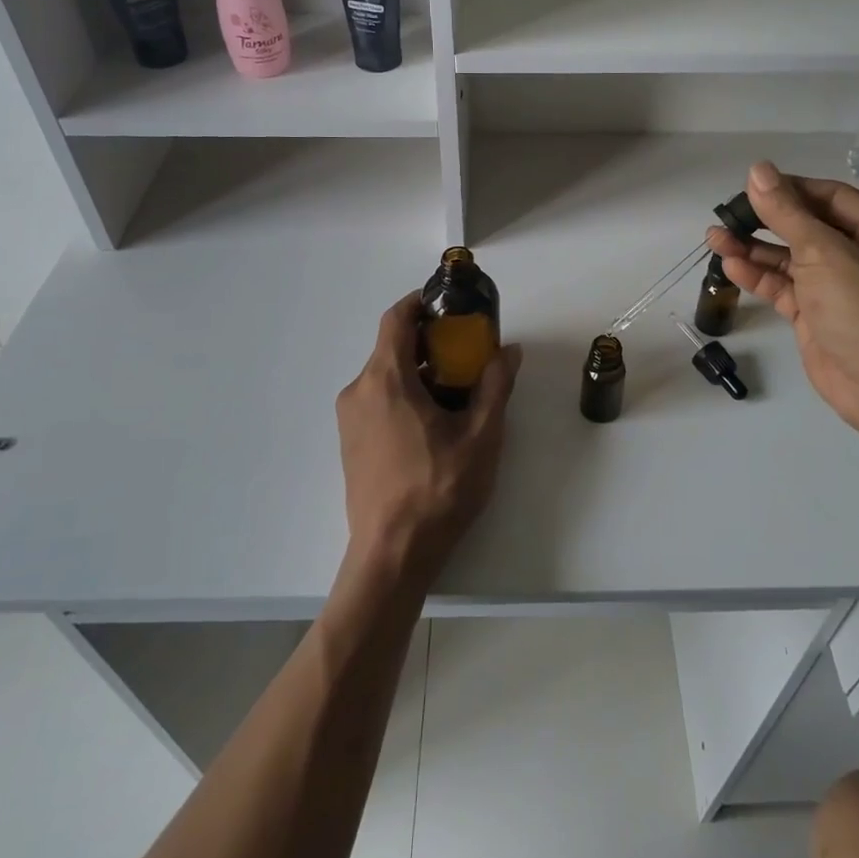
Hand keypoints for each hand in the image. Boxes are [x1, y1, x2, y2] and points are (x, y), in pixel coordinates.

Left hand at [336, 295, 521, 592]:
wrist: (392, 554)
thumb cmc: (438, 489)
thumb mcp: (481, 435)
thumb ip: (496, 386)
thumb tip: (510, 351)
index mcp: (385, 380)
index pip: (395, 319)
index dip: (420, 303)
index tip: (448, 304)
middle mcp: (359, 391)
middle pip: (392, 347)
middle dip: (430, 342)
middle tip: (467, 352)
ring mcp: (349, 419)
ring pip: (385, 376)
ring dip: (419, 371)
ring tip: (457, 390)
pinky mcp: (349, 442)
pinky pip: (377, 400)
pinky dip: (404, 394)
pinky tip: (433, 422)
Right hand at [705, 161, 858, 436]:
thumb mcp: (824, 251)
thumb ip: (786, 212)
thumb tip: (757, 169)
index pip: (831, 198)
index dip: (790, 189)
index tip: (750, 185)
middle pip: (808, 227)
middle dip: (766, 220)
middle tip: (727, 213)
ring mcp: (840, 288)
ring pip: (791, 259)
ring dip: (754, 249)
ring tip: (714, 238)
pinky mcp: (818, 316)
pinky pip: (785, 288)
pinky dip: (760, 276)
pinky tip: (731, 265)